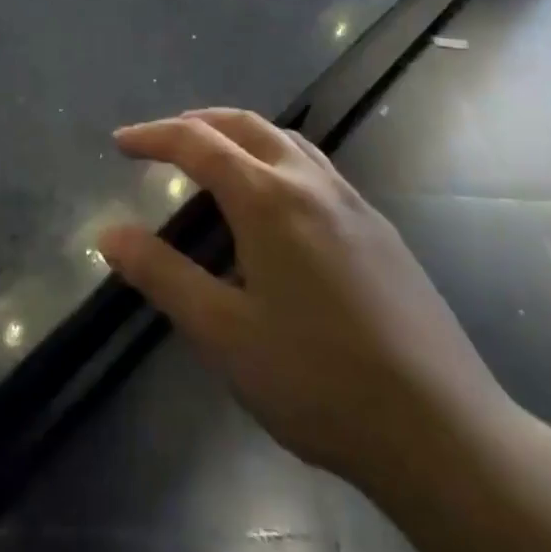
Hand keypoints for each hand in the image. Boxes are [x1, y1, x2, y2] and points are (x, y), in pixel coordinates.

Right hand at [97, 110, 518, 501]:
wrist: (441, 428)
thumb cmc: (317, 380)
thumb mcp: (223, 333)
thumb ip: (162, 275)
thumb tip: (109, 234)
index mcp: (268, 198)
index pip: (198, 143)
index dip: (153, 136)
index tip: (120, 143)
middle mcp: (311, 183)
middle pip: (245, 125)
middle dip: (197, 123)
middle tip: (161, 141)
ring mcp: (352, 202)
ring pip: (286, 140)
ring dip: (240, 134)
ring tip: (213, 159)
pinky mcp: (379, 228)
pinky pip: (316, 166)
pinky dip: (277, 157)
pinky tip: (276, 202)